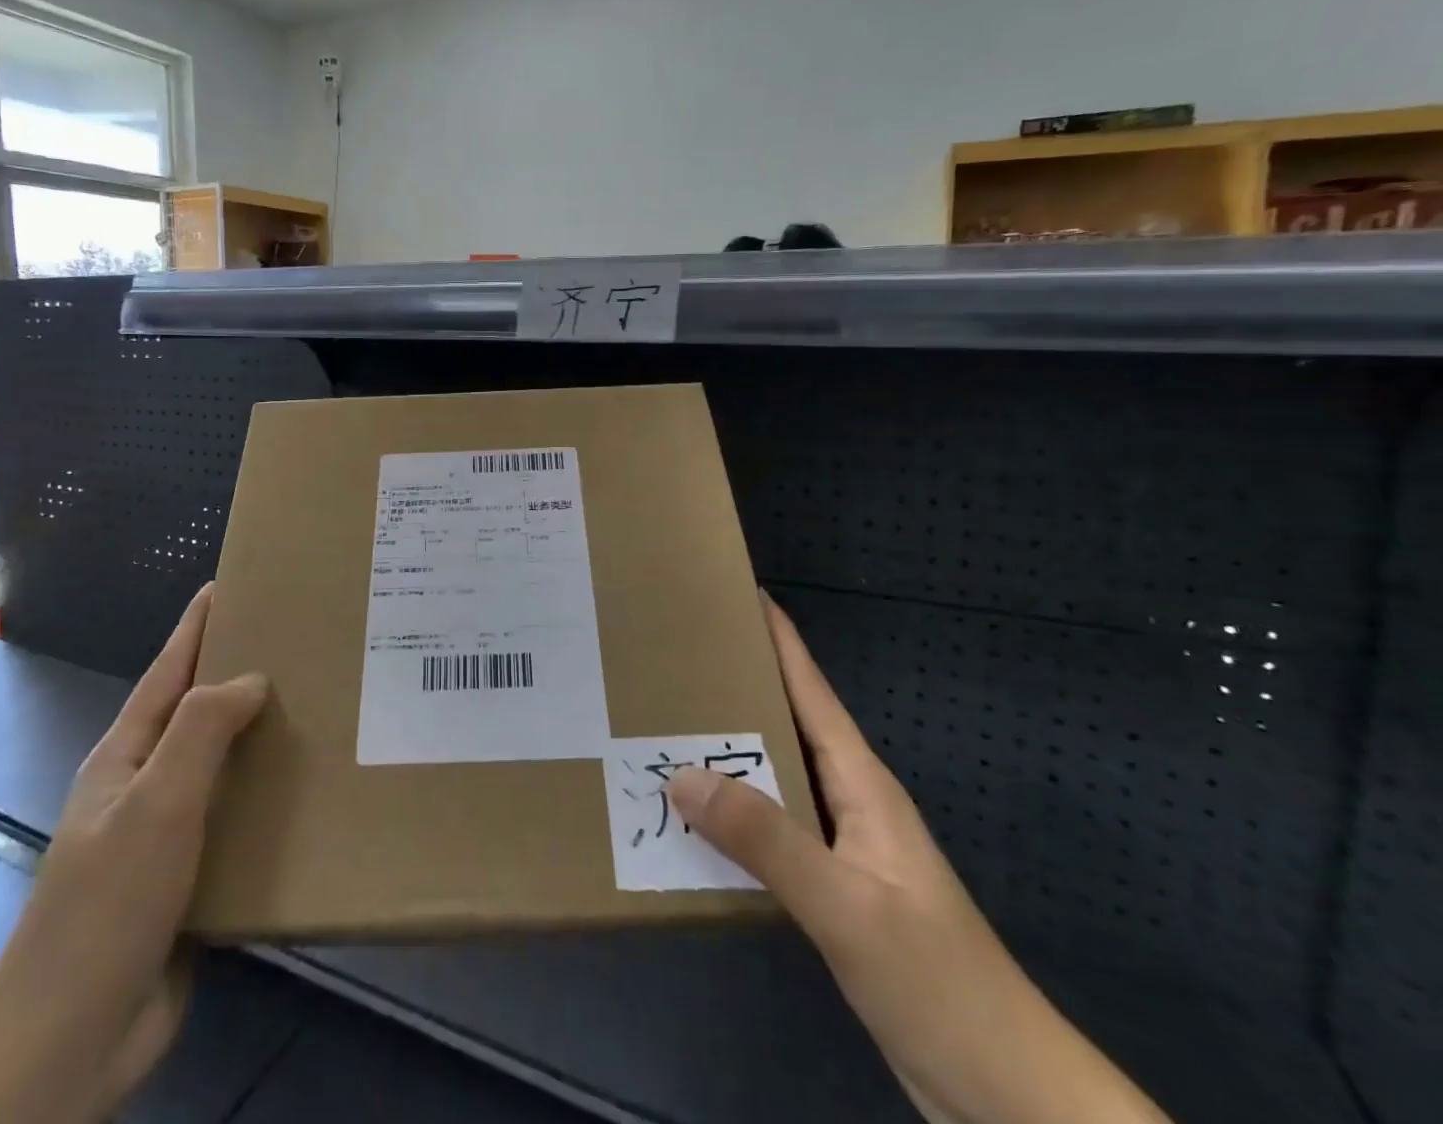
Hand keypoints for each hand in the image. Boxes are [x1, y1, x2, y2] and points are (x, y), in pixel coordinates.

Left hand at [0, 584, 267, 1123]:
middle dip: (240, 673)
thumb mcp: (155, 804)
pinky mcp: (194, 878)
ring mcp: (168, 834)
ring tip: (320, 706)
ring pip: (225, 766)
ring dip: (263, 736)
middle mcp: (148, 785)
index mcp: (128, 756)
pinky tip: (310, 790)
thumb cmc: (107, 906)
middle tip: (300, 642)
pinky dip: (271, 795)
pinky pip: (239, 818)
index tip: (231, 584)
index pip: (168, 671)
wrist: (71, 1042)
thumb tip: (252, 677)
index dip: (197, 626)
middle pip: (199, 713)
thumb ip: (200, 731)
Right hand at [668, 593, 1168, 1123]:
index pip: (811, 690)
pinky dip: (732, 811)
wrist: (1001, 1088)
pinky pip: (769, 827)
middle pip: (785, 723)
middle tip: (675, 657)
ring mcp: (840, 844)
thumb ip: (765, 838)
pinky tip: (696, 816)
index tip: (740, 593)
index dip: (780, 638)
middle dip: (738, 685)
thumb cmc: (936, 979)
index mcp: (860, 782)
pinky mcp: (830, 886)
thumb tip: (683, 774)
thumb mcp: (845, 905)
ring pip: (773, 775)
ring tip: (667, 725)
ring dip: (728, 750)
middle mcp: (848, 799)